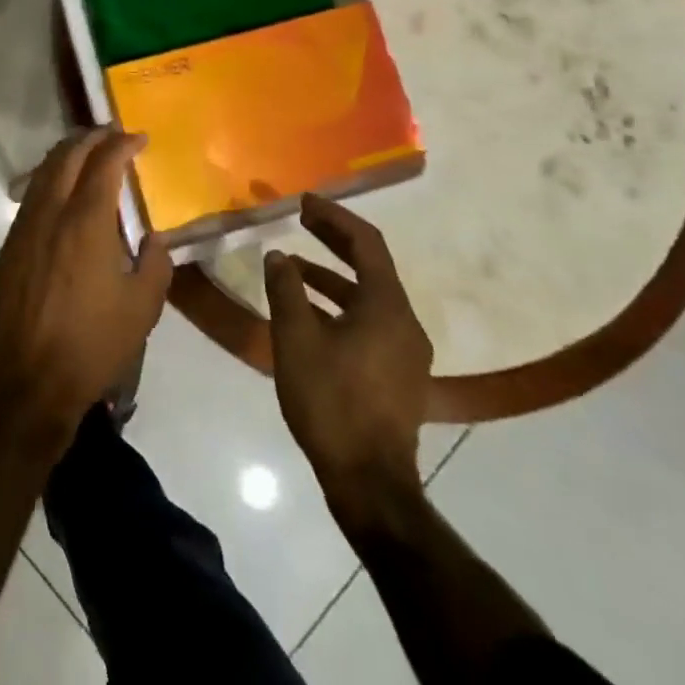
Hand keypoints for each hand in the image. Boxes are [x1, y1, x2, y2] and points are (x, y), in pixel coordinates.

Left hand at [0, 129, 171, 438]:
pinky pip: (32, 195)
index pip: (104, 164)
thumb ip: (155, 264)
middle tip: (112, 134)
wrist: (29, 380)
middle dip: (90, 138)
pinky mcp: (10, 246)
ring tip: (88, 153)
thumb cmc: (92, 344)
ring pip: (44, 172)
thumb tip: (153, 239)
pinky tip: (63, 192)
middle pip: (67, 156)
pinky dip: (50, 178)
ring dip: (67, 154)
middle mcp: (51, 213)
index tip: (138, 138)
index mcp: (86, 222)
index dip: (121, 144)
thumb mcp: (142, 308)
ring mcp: (25, 227)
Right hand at [265, 195, 432, 518]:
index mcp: (386, 306)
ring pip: (368, 296)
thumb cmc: (331, 401)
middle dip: (334, 239)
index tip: (304, 202)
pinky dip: (339, 305)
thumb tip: (278, 256)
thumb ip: (285, 289)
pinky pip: (368, 320)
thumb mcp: (295, 338)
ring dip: (331, 276)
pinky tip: (307, 313)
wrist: (369, 482)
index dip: (335, 217)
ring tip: (291, 268)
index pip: (366, 243)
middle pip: (371, 265)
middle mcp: (404, 321)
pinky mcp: (397, 372)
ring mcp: (405, 350)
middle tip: (301, 220)